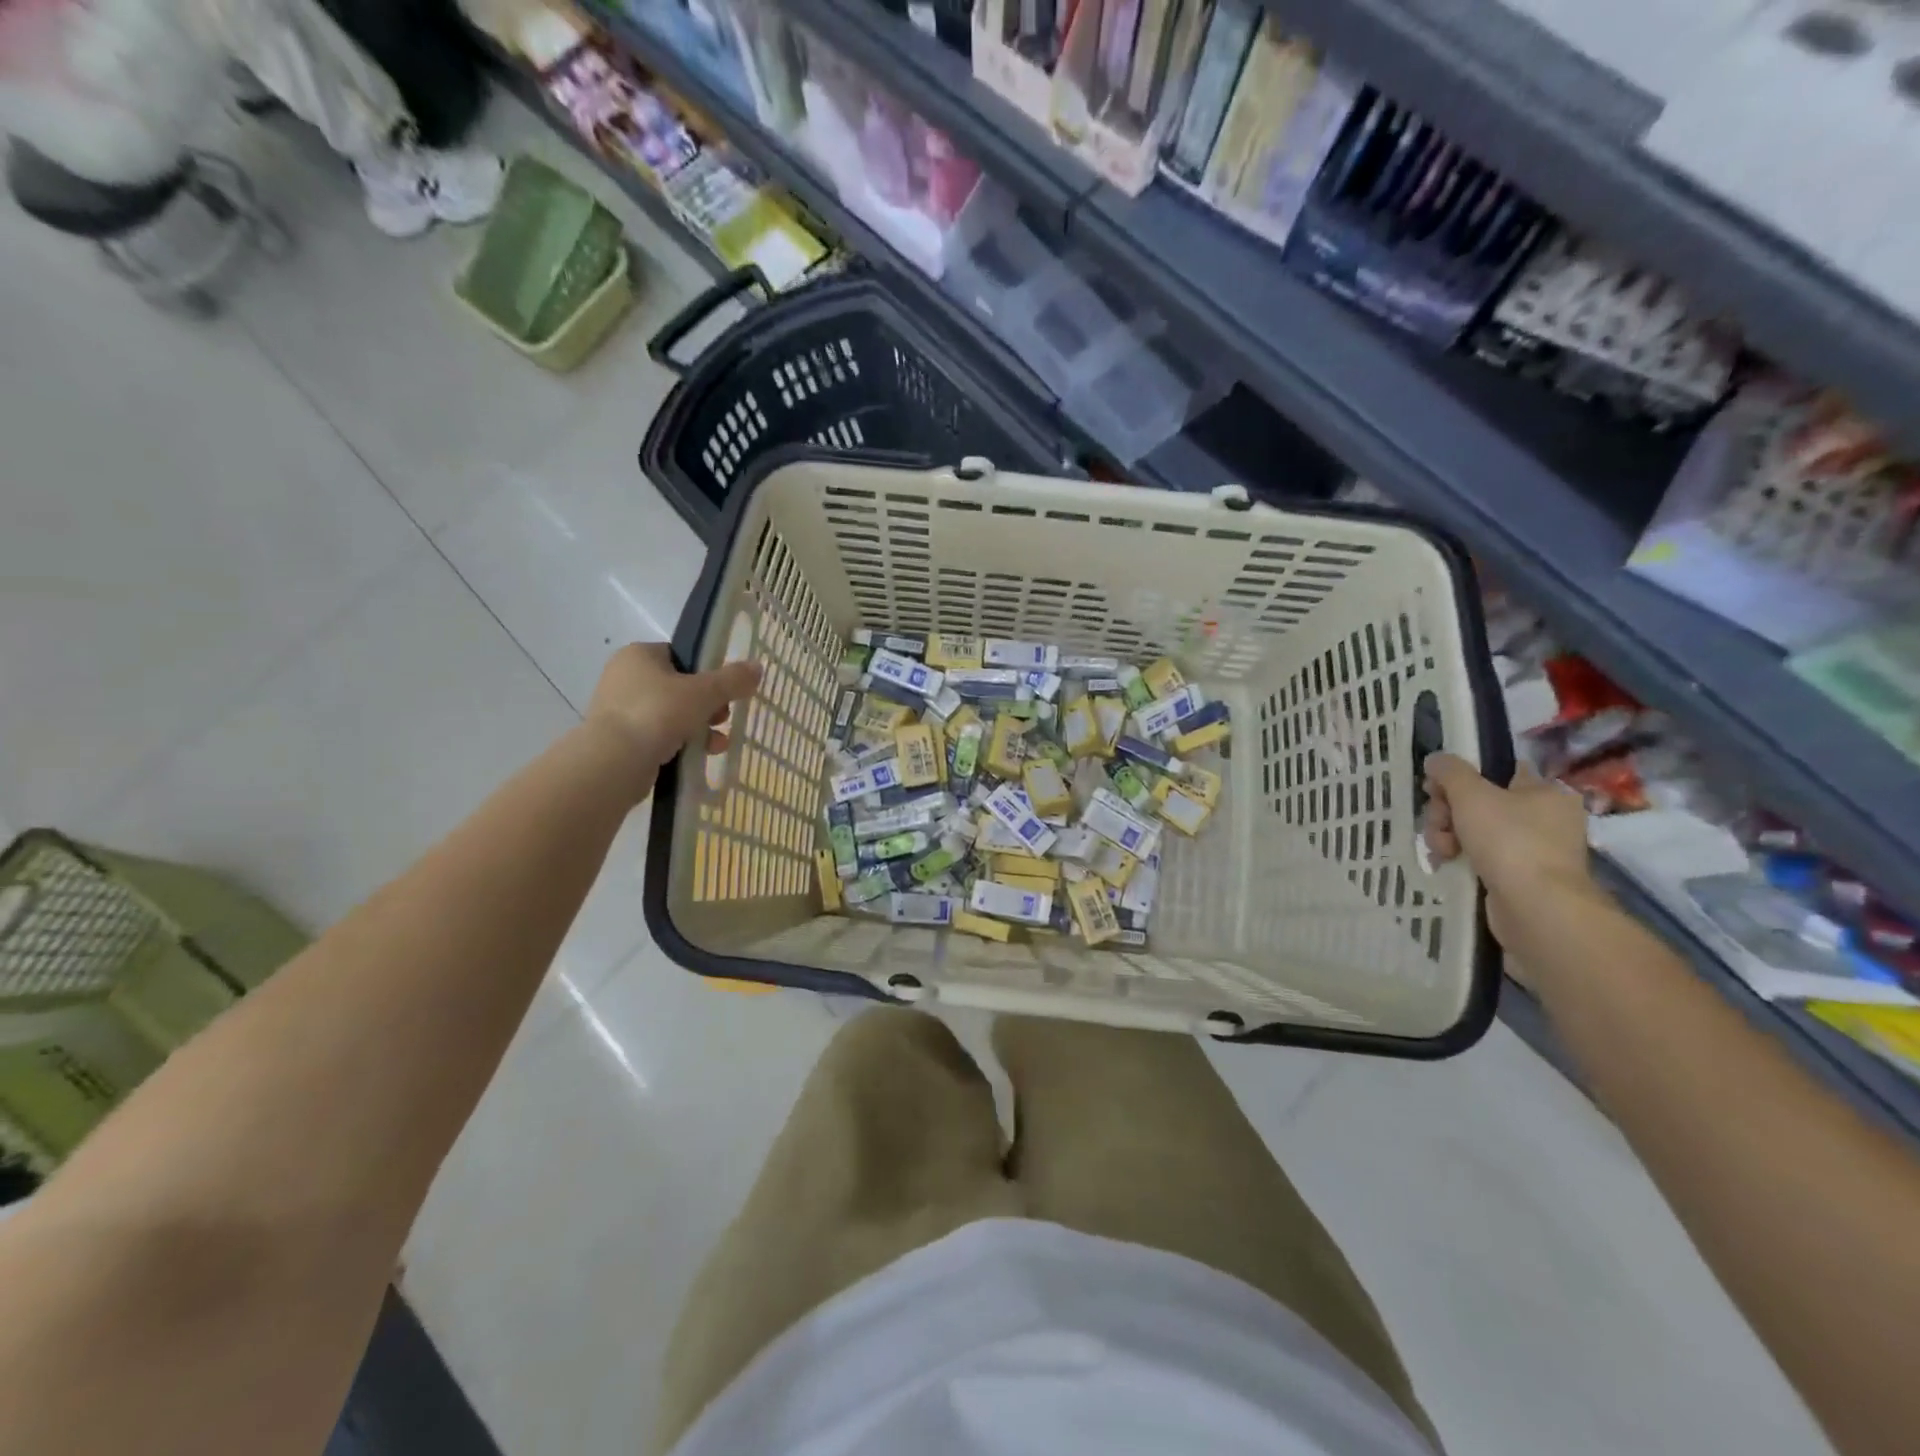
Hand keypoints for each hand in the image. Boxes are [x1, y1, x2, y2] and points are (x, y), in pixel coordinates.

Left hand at [584, 643, 761, 800]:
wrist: (614, 761)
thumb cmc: (658, 713)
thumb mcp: (704, 693)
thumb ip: (732, 679)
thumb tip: (758, 667)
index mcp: (639, 655)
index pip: (681, 656)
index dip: (707, 672)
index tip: (725, 692)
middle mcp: (624, 677)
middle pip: (680, 687)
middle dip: (708, 705)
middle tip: (722, 719)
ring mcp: (619, 709)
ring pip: (672, 714)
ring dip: (700, 727)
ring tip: (718, 743)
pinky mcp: (620, 739)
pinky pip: (659, 735)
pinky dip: (681, 743)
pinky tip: (700, 755)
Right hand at [1422, 754, 1597, 952]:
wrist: (1536, 906)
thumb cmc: (1509, 840)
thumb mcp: (1472, 795)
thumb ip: (1450, 772)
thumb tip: (1436, 759)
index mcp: (1544, 792)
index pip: (1497, 772)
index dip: (1461, 777)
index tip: (1435, 788)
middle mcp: (1544, 818)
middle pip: (1479, 802)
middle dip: (1447, 811)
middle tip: (1438, 823)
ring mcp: (1532, 849)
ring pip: (1474, 830)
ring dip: (1447, 835)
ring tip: (1441, 849)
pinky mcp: (1519, 877)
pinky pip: (1480, 857)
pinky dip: (1459, 857)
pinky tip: (1445, 862)